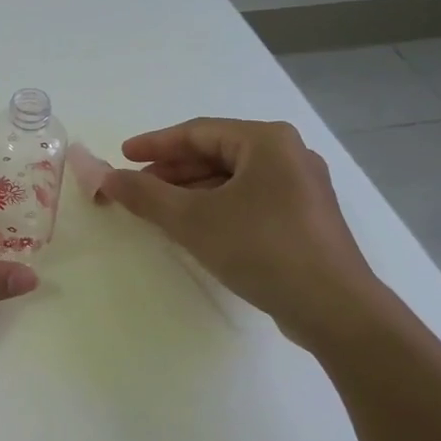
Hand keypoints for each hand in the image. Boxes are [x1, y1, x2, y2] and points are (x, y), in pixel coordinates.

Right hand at [99, 118, 390, 350]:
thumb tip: (106, 178)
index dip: (155, 144)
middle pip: (216, 153)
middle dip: (172, 170)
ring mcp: (301, 187)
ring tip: (158, 209)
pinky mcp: (305, 218)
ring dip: (192, 190)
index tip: (122, 156)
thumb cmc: (261, 248)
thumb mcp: (193, 220)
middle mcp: (288, 154)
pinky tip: (195, 227)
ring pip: (233, 178)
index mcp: (267, 141)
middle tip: (136, 187)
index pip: (198, 132)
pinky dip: (216, 206)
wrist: (334, 309)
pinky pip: (249, 199)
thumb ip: (145, 195)